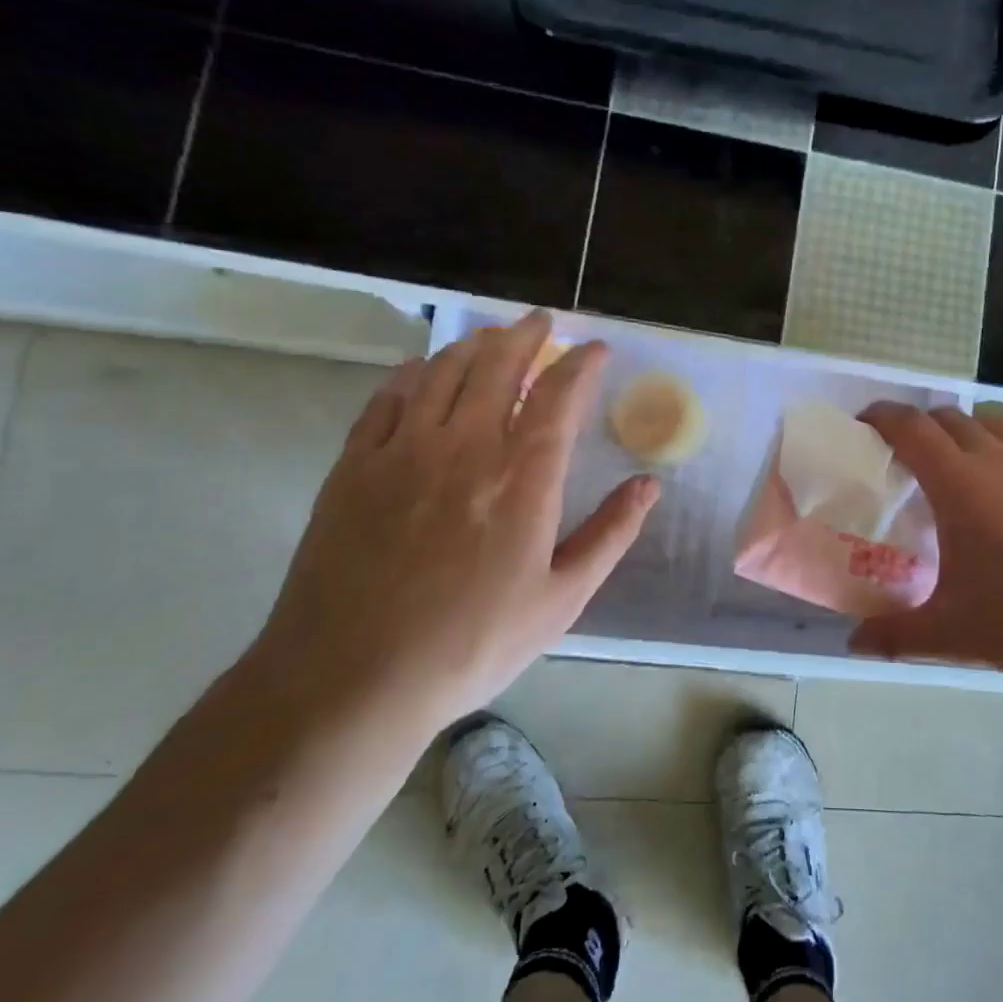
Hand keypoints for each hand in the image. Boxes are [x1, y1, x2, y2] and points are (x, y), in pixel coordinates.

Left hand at [252, 311, 658, 736]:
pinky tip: (423, 370)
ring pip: (443, 371)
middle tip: (541, 322)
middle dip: (526, 335)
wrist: (352, 679)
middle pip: (498, 365)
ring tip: (492, 338)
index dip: (581, 363)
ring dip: (474, 345)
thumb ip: (610, 534)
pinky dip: (413, 373)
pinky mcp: (355, 466)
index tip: (596, 349)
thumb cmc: (472, 644)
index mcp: (523, 477)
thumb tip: (649, 484)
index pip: (559, 394)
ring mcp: (404, 450)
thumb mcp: (561, 599)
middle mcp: (465, 446)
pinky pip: (388, 398)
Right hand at [852, 403, 1002, 685]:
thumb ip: (893, 635)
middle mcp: (1000, 460)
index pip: (910, 428)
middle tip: (906, 455)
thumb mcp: (951, 634)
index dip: (881, 416)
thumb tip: (853, 643)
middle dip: (920, 425)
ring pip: (995, 426)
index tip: (864, 424)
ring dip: (966, 434)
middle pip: (950, 418)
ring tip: (960, 468)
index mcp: (960, 484)